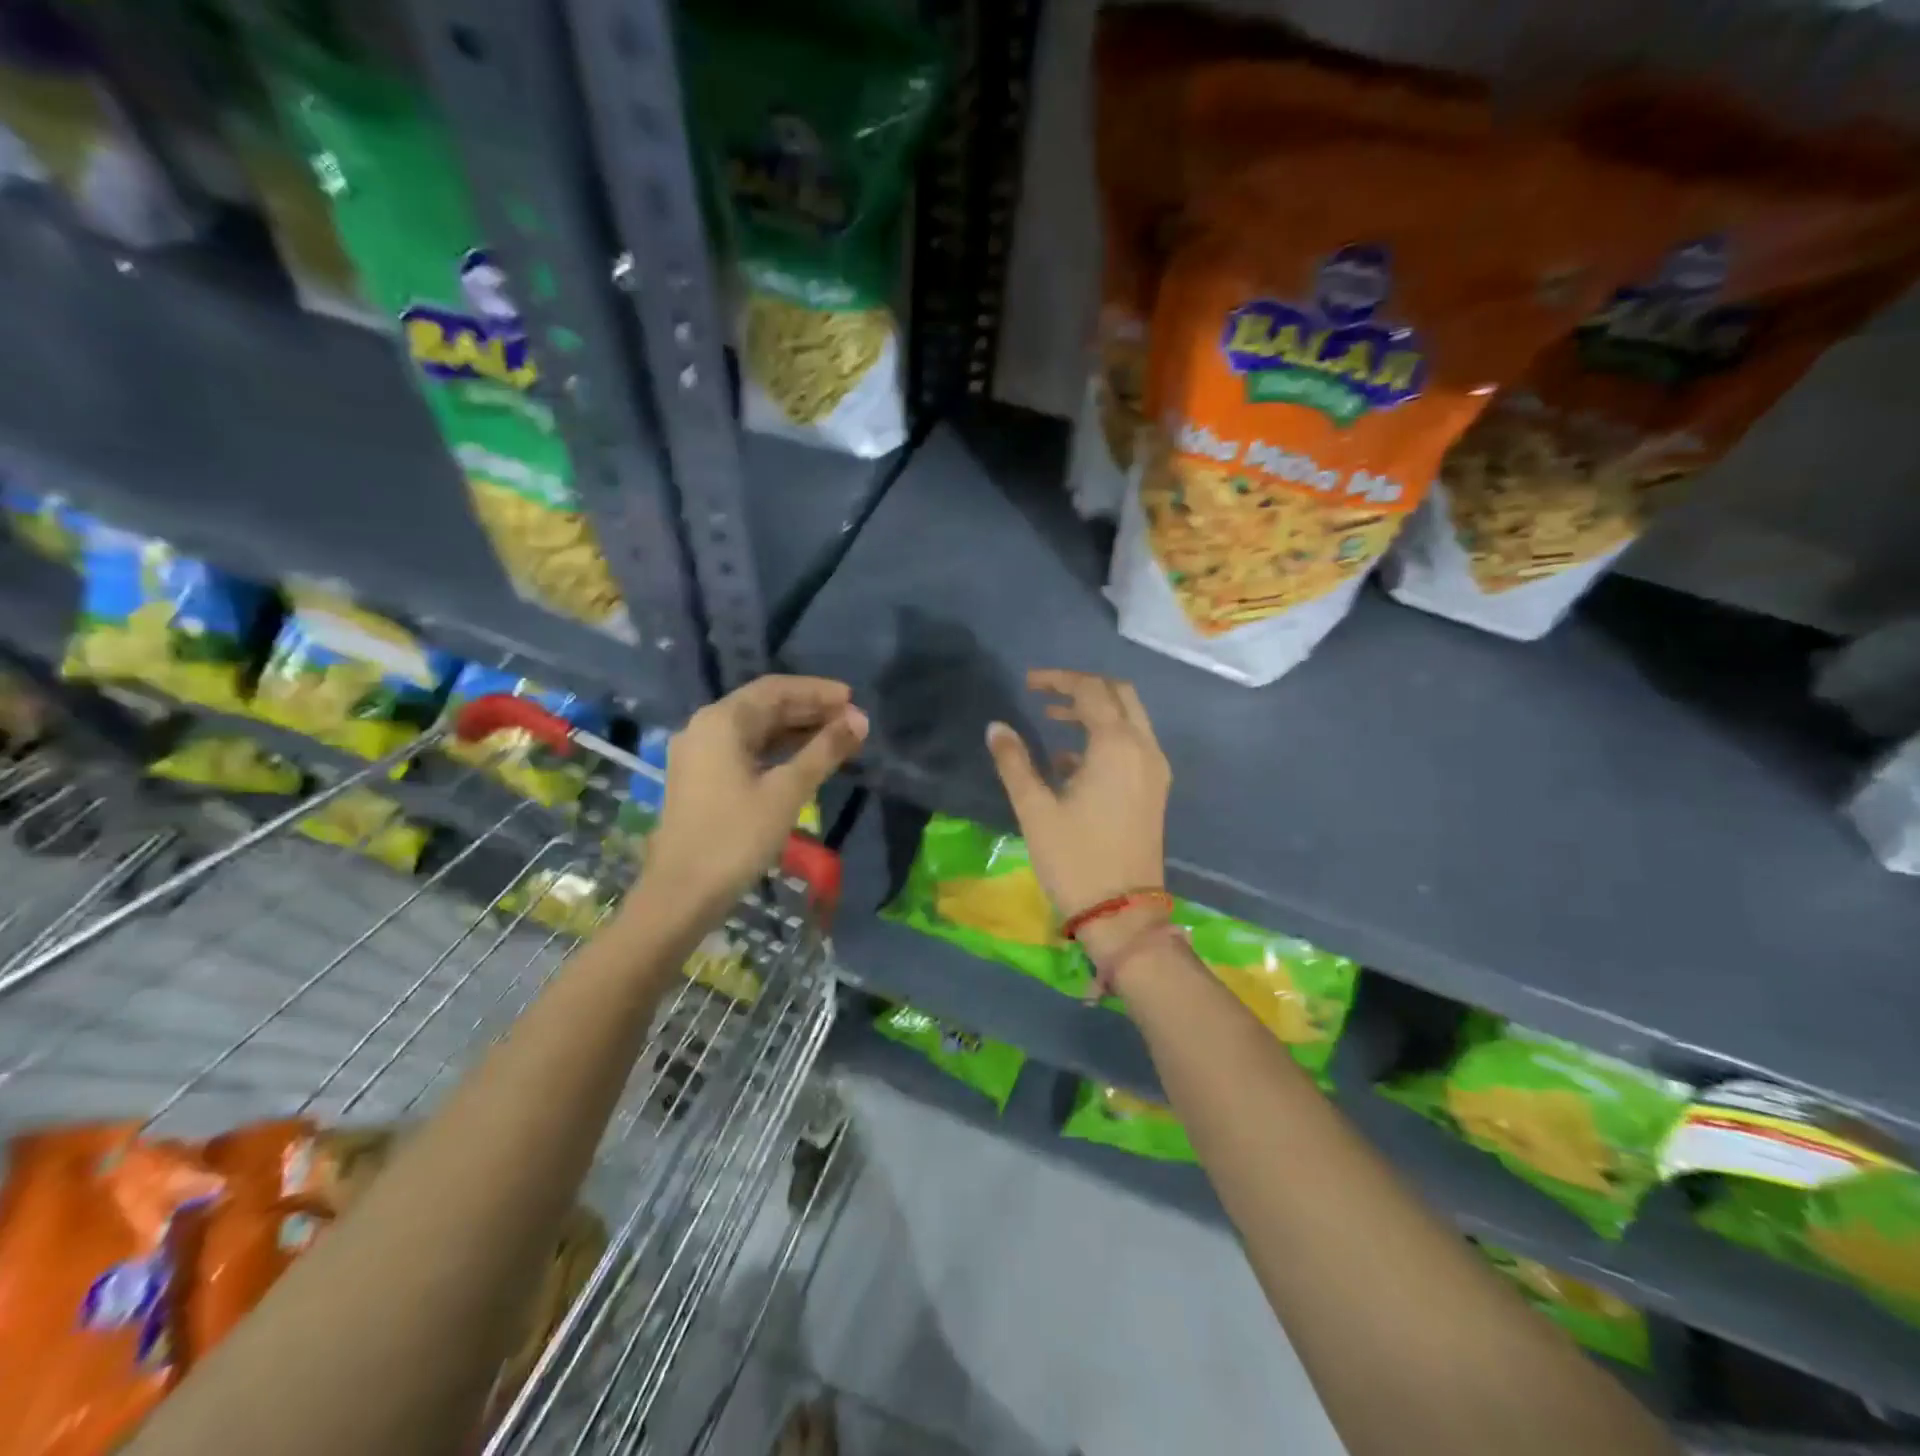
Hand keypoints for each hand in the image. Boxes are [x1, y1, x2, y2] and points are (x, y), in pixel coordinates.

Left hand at [644, 676, 866, 917]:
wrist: (682, 894)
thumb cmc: (736, 837)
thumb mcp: (787, 791)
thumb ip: (825, 751)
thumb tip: (860, 719)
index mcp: (721, 721)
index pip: (776, 689)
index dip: (817, 691)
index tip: (853, 698)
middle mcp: (705, 728)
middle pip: (764, 706)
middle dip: (810, 710)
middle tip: (852, 721)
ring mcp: (700, 754)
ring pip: (756, 730)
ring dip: (796, 730)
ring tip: (837, 738)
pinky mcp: (702, 780)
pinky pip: (746, 751)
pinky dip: (778, 750)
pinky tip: (806, 760)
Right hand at [984, 669, 1169, 940]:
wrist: (1123, 913)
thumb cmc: (1075, 859)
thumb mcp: (1035, 809)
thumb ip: (1014, 762)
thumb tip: (996, 727)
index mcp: (1116, 746)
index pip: (1090, 690)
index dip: (1058, 680)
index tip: (1027, 683)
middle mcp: (1144, 748)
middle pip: (1119, 694)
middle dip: (1083, 686)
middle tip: (1045, 693)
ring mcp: (1154, 770)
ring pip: (1130, 719)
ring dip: (1095, 711)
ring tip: (1052, 720)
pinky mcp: (1155, 790)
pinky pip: (1133, 744)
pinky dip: (1106, 737)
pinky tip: (1070, 760)